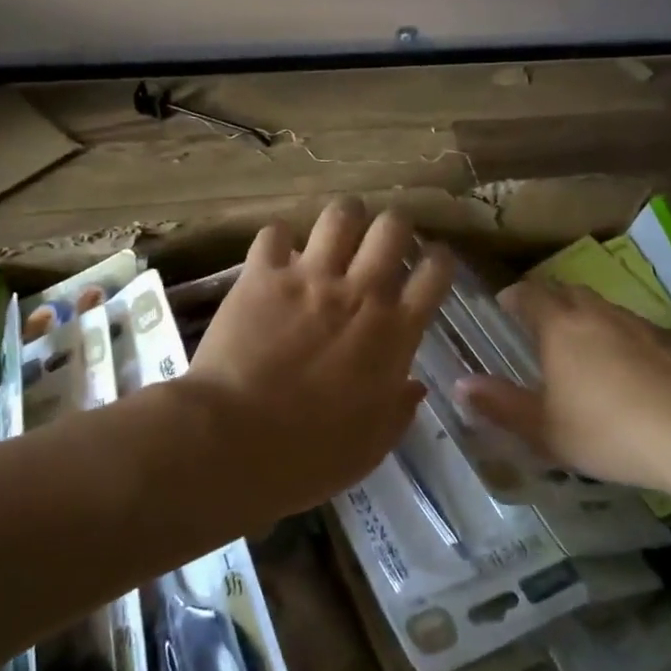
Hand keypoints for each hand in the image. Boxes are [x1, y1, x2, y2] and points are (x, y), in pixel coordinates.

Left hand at [180, 197, 453, 519]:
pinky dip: (279, 242)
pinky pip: (276, 234)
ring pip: (340, 214)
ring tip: (335, 237)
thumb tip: (415, 386)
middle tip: (381, 246)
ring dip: (344, 220)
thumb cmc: (311, 456)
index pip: (435, 272)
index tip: (429, 266)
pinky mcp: (261, 276)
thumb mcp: (372, 445)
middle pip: (393, 227)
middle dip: (393, 228)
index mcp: (394, 332)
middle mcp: (360, 293)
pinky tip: (277, 259)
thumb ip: (399, 409)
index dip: (438, 261)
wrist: (233, 444)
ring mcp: (309, 278)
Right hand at [456, 282, 670, 492]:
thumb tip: (459, 385)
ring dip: (587, 318)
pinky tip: (630, 370)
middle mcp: (598, 314)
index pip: (530, 294)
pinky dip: (622, 337)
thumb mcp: (545, 430)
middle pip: (567, 291)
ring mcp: (640, 323)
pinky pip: (636, 328)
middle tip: (539, 324)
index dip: (514, 296)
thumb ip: (500, 405)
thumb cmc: (608, 433)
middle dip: (549, 300)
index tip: (505, 305)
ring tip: (582, 348)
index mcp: (561, 328)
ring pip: (604, 307)